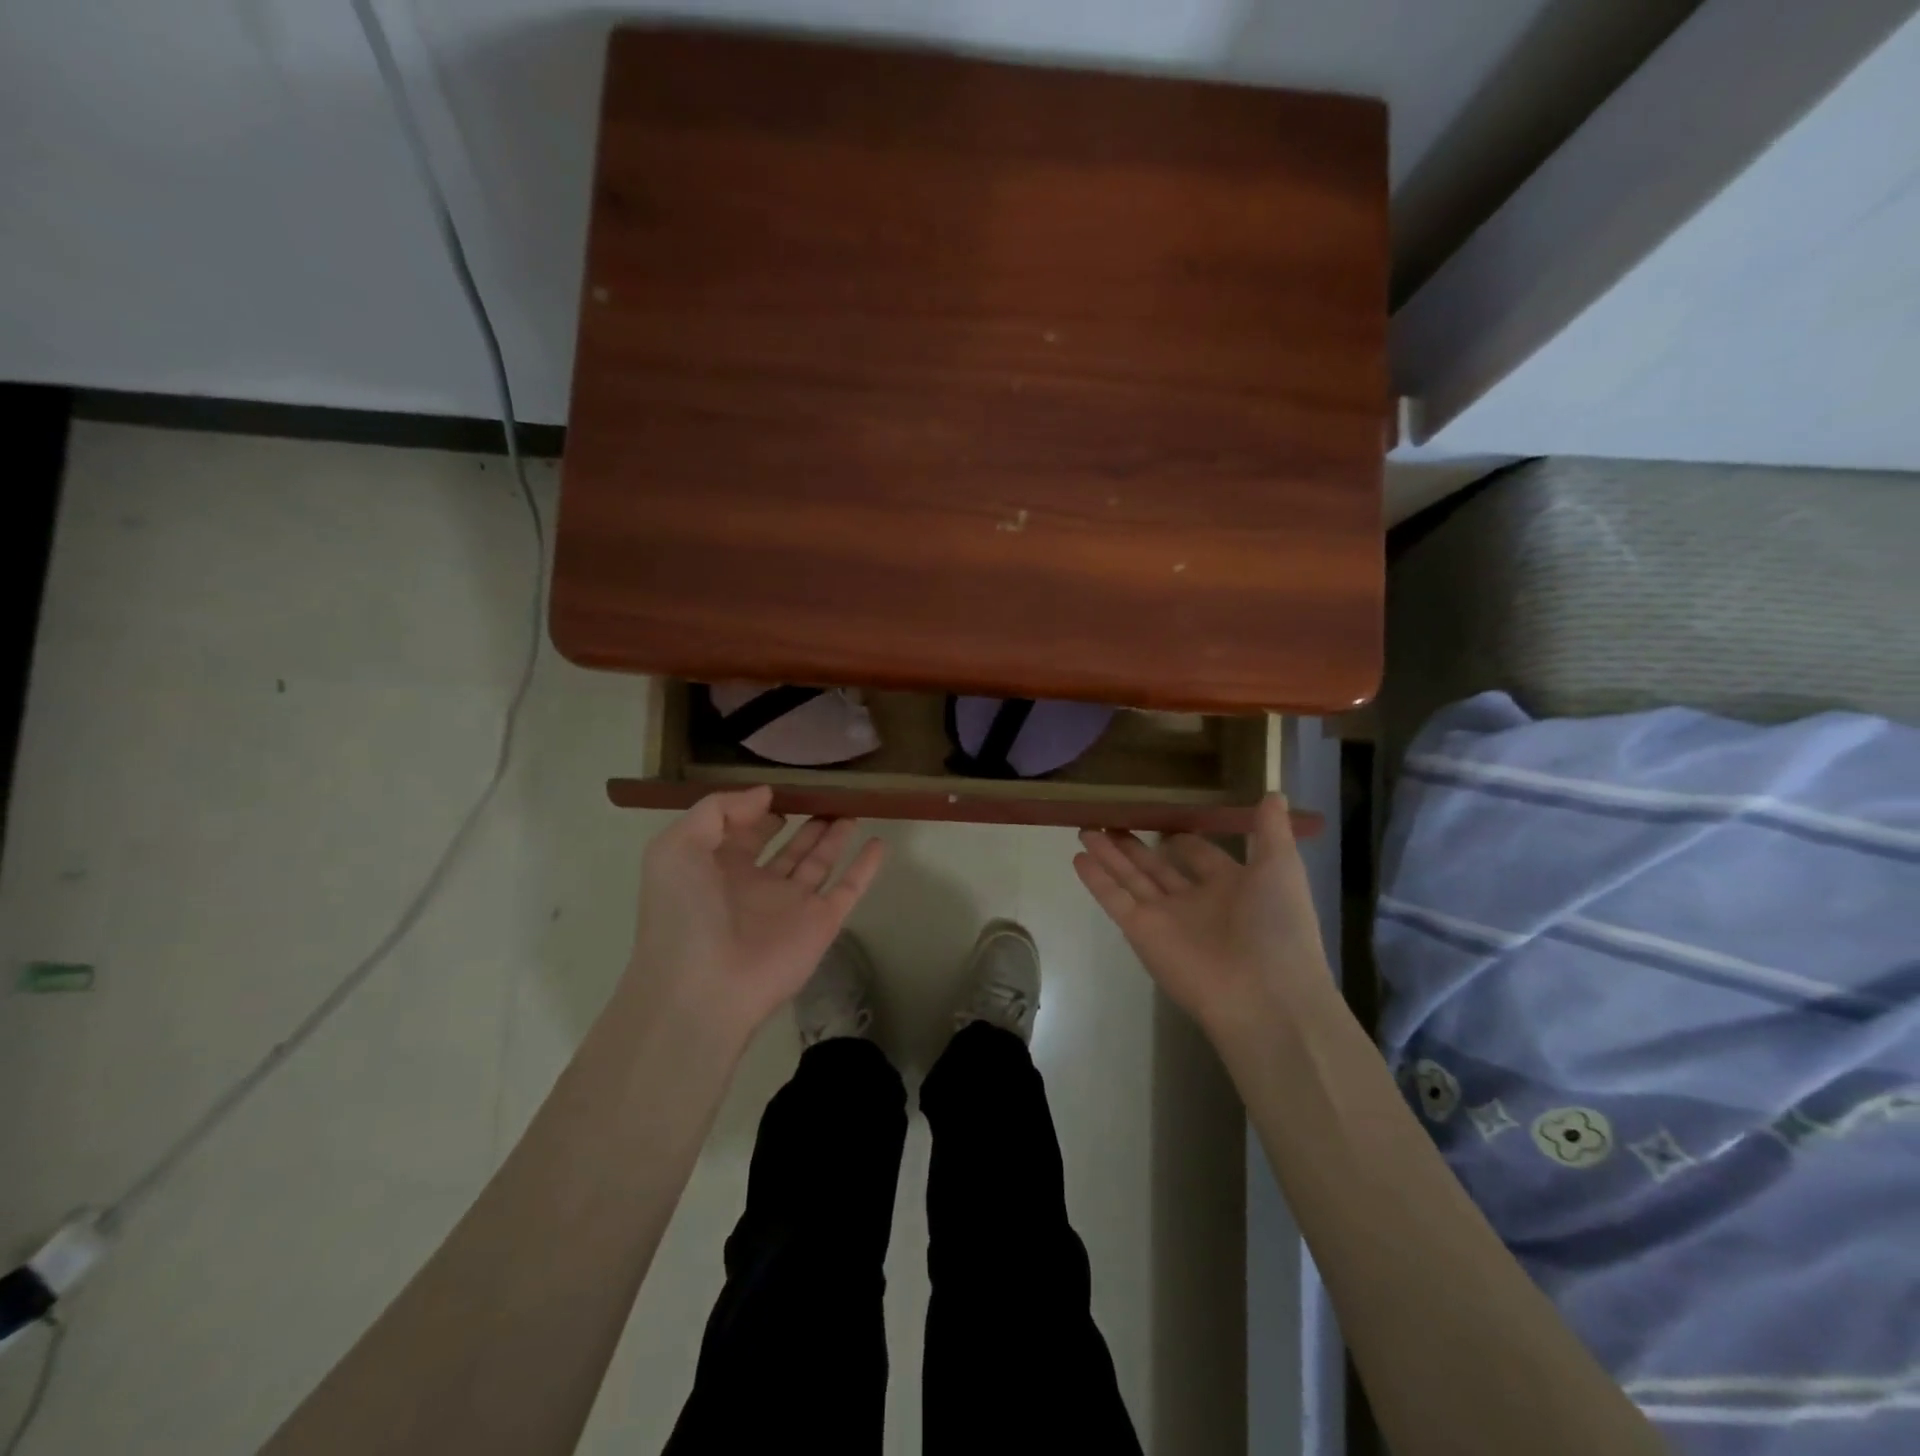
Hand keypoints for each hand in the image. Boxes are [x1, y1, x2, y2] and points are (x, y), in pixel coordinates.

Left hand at [626, 787, 886, 1045]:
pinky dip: (866, 866)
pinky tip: (879, 842)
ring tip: (851, 808)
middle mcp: (756, 884)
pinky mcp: (821, 923)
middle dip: (804, 820)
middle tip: (826, 793)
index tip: (782, 788)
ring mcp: (791, 904)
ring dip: (834, 835)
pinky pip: (849, 887)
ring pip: (819, 861)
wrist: (704, 990)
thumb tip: (765, 795)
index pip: (744, 831)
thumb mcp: (676, 848)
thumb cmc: (684, 913)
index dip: (760, 809)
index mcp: (717, 868)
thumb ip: (717, 810)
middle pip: (787, 845)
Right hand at [1074, 795, 1330, 1043]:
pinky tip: (1078, 856)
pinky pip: (1115, 900)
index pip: (1200, 856)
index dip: (1183, 837)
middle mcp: (1196, 902)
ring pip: (1131, 878)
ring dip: (1108, 854)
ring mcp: (1166, 918)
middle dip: (1135, 844)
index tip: (1161, 814)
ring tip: (1085, 828)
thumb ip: (1271, 830)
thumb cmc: (1278, 926)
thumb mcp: (1282, 867)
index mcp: (1232, 887)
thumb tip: (1273, 791)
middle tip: (1110, 818)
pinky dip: (1096, 880)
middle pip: (1157, 866)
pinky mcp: (1141, 932)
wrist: (1265, 996)